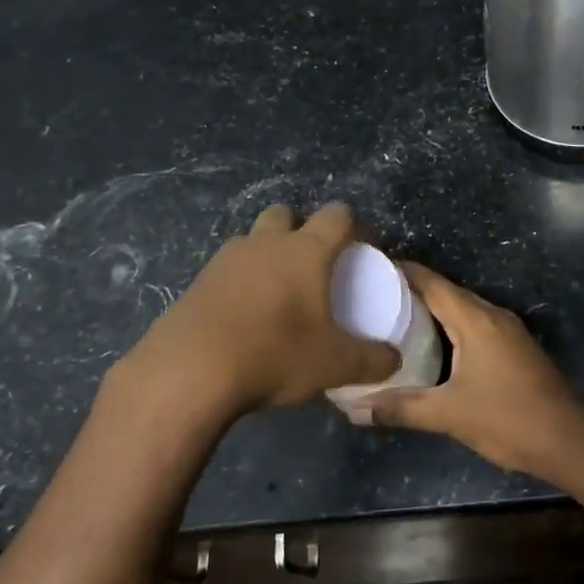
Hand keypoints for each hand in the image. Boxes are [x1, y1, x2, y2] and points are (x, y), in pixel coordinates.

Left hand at [118, 203, 398, 416]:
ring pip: (253, 239)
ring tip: (279, 292)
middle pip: (287, 213)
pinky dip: (241, 282)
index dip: (354, 226)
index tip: (362, 250)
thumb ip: (372, 360)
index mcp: (306, 251)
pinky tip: (246, 316)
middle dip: (302, 228)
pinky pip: (227, 269)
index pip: (337, 215)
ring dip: (268, 253)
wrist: (190, 370)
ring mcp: (226, 260)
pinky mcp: (198, 282)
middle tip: (314, 265)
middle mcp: (266, 244)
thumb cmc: (275, 354)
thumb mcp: (334, 364)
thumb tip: (394, 359)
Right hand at [359, 264, 583, 477]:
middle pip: (447, 293)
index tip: (371, 269)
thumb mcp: (449, 415)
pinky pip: (476, 326)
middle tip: (374, 297)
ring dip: (433, 310)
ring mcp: (508, 332)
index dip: (402, 272)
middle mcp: (493, 316)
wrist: (568, 440)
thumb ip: (401, 409)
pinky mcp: (515, 349)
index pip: (433, 283)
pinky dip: (451, 327)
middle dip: (412, 291)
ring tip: (395, 318)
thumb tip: (354, 409)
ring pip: (463, 310)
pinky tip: (432, 346)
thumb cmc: (508, 419)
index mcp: (476, 320)